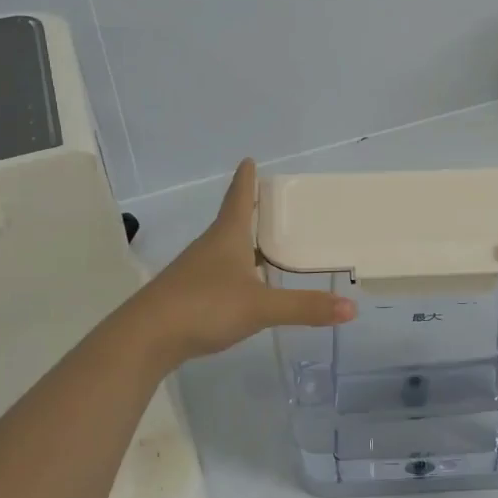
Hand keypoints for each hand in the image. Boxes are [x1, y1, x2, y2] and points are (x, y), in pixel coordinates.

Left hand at [133, 158, 355, 363]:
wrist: (146, 338)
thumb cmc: (205, 306)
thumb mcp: (260, 307)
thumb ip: (304, 307)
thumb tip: (351, 309)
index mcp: (227, 236)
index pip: (238, 198)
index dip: (246, 179)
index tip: (249, 159)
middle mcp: (210, 247)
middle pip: (232, 221)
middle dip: (251, 210)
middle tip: (272, 202)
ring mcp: (195, 271)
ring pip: (224, 248)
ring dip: (244, 243)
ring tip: (267, 245)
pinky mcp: (187, 294)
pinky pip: (218, 273)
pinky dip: (235, 271)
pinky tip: (245, 286)